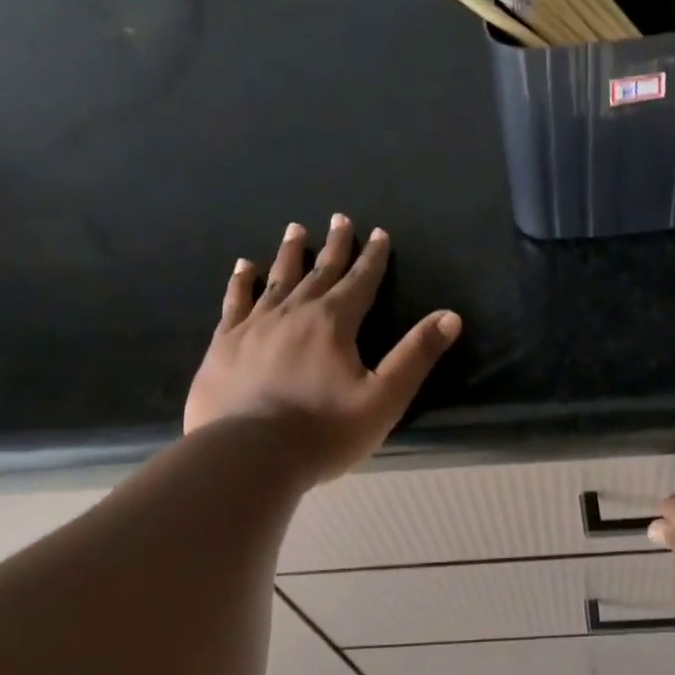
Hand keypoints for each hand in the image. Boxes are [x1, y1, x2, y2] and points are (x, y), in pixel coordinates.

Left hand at [184, 215, 460, 479]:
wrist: (248, 456)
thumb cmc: (324, 431)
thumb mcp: (384, 398)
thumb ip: (416, 355)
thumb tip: (450, 316)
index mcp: (334, 323)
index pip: (360, 281)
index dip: (373, 258)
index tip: (379, 233)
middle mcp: (294, 313)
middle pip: (319, 272)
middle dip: (334, 246)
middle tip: (340, 218)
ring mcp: (254, 326)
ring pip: (277, 280)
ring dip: (290, 254)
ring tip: (295, 230)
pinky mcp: (224, 344)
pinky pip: (235, 302)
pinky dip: (242, 282)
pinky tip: (244, 267)